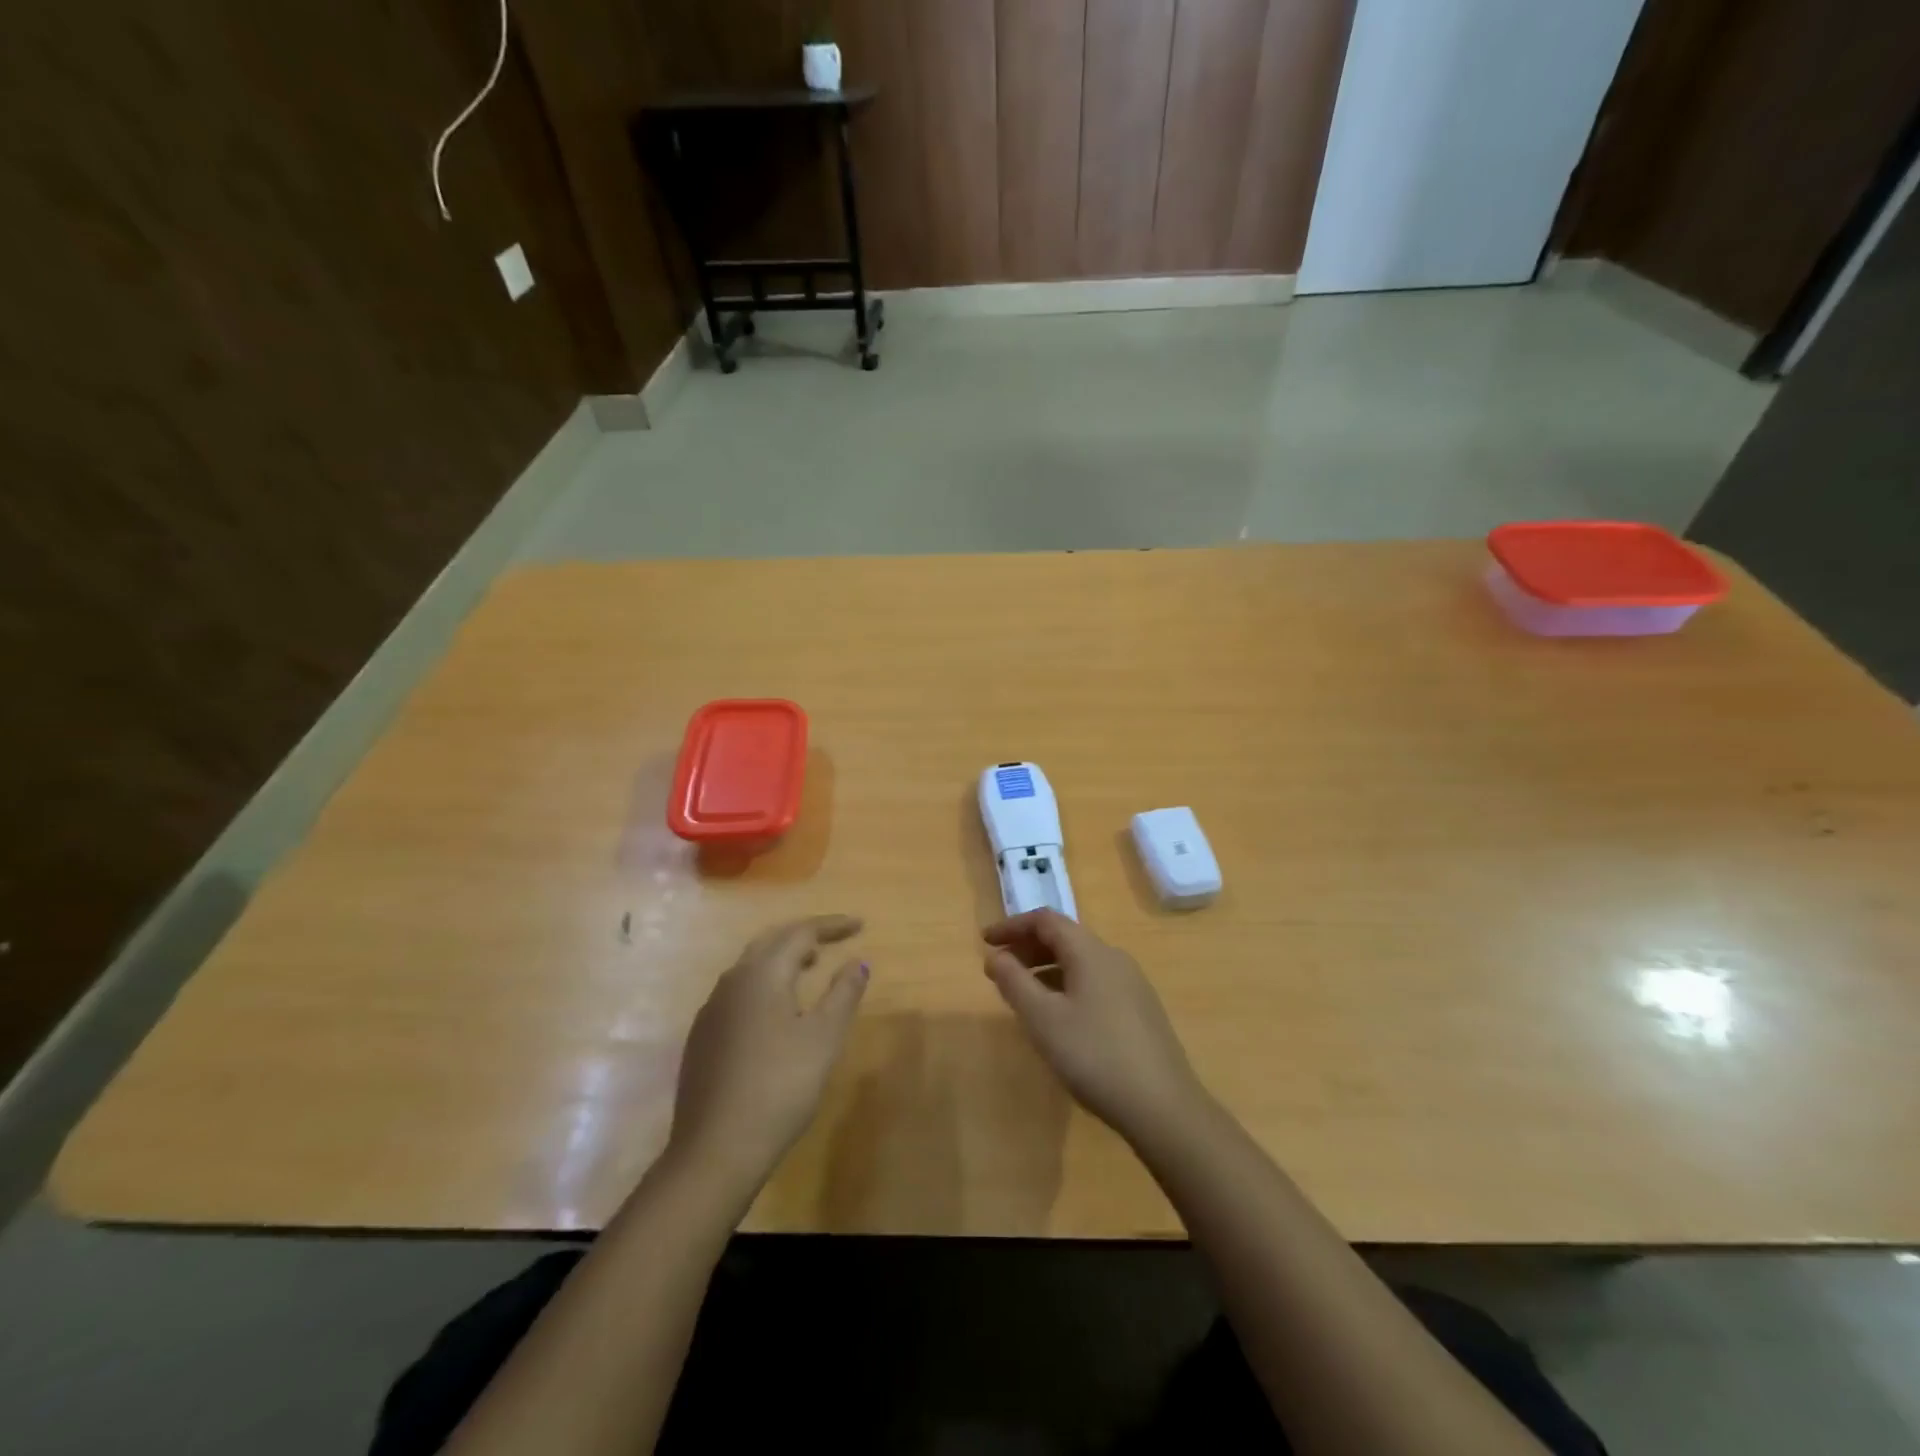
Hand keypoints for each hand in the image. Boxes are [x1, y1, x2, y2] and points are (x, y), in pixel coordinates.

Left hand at [668, 915, 868, 1193]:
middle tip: (834, 939)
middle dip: (804, 935)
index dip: (832, 926)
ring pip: (751, 966)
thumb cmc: (780, 1087)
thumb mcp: (824, 1038)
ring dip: (783, 958)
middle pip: (771, 941)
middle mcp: (732, 981)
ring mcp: (712, 1010)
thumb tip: (858, 961)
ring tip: (810, 967)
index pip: (800, 933)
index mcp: (761, 974)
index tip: (860, 925)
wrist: (715, 1150)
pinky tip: (778, 1009)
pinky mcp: (703, 1037)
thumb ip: (843, 993)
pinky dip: (765, 983)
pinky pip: (739, 991)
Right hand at [982, 910, 1204, 1142]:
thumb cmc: (1095, 1055)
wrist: (1163, 1107)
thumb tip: (996, 956)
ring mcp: (1131, 985)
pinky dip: (1066, 986)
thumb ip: (1014, 982)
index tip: (984, 942)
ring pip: (1080, 963)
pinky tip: (1058, 1018)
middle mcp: (1114, 958)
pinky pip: (1094, 983)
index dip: (1012, 926)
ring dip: (1046, 969)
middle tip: (998, 969)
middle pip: (1065, 938)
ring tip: (1022, 994)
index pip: (1046, 920)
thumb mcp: (1043, 1019)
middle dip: (1027, 948)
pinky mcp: (1140, 1011)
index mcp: (1091, 952)